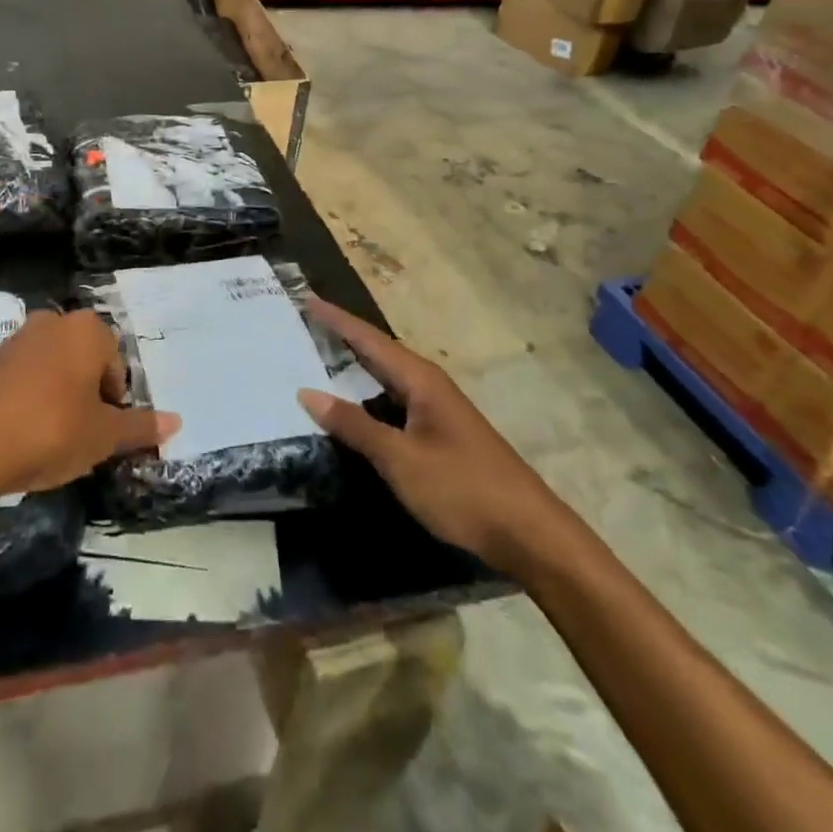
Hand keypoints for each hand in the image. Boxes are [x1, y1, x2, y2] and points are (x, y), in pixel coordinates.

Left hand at [0, 310, 179, 509]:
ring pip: (55, 369)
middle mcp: (54, 322)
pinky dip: (31, 401)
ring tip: (52, 440)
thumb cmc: (50, 431)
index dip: (115, 404)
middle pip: (86, 363)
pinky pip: (26, 378)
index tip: (103, 434)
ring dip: (60, 398)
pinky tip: (23, 434)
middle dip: (88, 397)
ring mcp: (18, 338)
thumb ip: (141, 427)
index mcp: (88, 329)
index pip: (117, 366)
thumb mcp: (103, 436)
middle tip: (81, 437)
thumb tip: (176, 422)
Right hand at [298, 299, 571, 569]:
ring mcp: (437, 410)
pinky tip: (353, 408)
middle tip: (304, 324)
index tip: (306, 298)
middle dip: (342, 337)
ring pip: (386, 378)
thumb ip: (354, 426)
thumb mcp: (400, 459)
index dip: (336, 319)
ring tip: (318, 357)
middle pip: (378, 352)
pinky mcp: (440, 434)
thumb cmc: (462, 489)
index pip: (369, 339)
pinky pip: (394, 401)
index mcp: (420, 380)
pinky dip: (368, 396)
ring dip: (354, 366)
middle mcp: (428, 385)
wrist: (528, 533)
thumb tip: (307, 392)